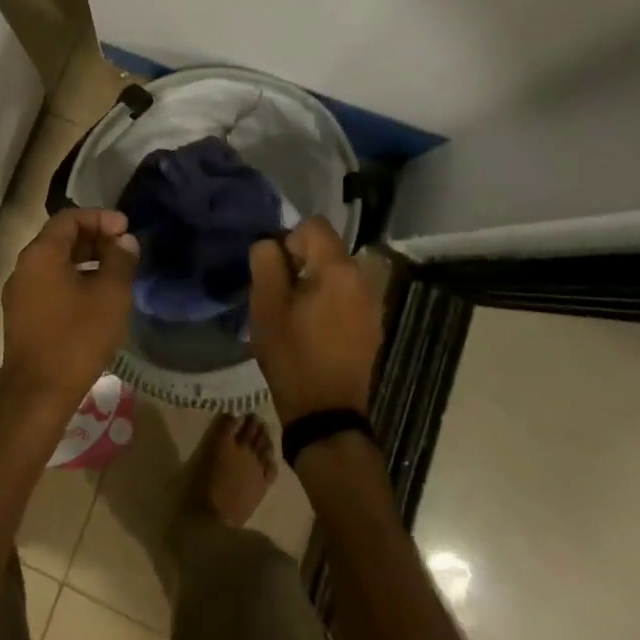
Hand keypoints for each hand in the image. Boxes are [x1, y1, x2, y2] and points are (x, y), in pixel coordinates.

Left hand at [0, 208, 138, 416]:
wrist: (37, 396)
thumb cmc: (76, 338)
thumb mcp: (110, 295)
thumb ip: (120, 261)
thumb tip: (124, 241)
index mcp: (41, 254)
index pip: (69, 218)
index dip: (100, 218)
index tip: (126, 229)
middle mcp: (24, 267)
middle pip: (60, 239)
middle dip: (94, 239)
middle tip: (123, 250)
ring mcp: (19, 294)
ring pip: (55, 264)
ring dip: (85, 261)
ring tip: (115, 274)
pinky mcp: (21, 318)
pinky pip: (49, 285)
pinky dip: (73, 281)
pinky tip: (95, 300)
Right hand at [249, 216, 383, 425]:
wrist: (326, 415)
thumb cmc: (293, 355)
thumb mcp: (266, 304)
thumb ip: (266, 261)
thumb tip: (271, 244)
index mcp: (339, 269)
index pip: (314, 225)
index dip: (289, 240)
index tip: (278, 272)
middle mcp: (363, 279)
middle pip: (327, 247)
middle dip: (301, 261)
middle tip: (282, 294)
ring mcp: (373, 303)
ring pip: (337, 272)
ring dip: (315, 280)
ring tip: (297, 312)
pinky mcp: (373, 325)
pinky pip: (347, 294)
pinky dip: (330, 299)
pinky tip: (315, 328)